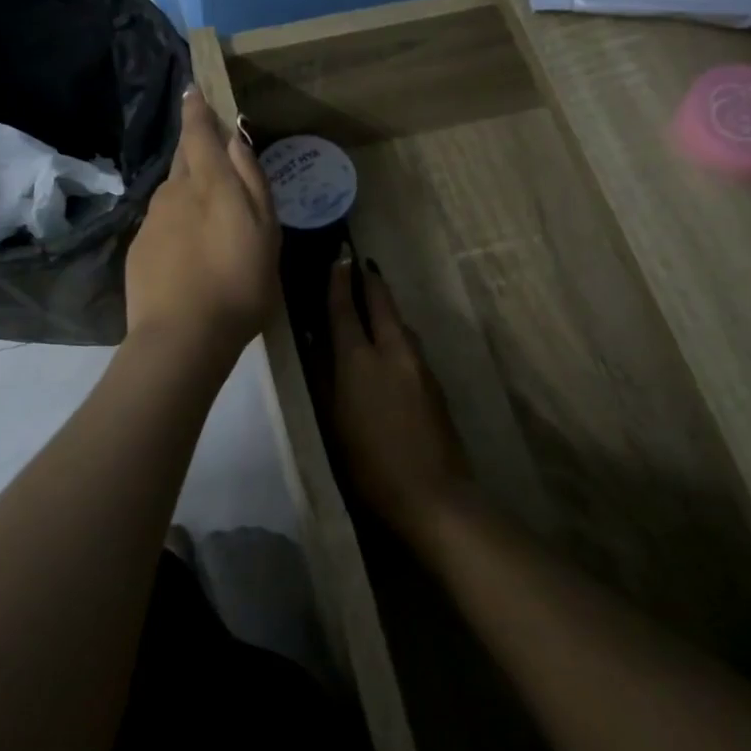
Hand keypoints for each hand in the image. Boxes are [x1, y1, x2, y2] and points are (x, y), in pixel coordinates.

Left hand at [126, 88, 279, 355]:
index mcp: (209, 183)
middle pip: (183, 159)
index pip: (198, 132)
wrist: (181, 337)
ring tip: (208, 214)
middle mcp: (174, 192)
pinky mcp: (138, 248)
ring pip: (172, 191)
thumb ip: (252, 181)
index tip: (193, 89)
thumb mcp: (265, 233)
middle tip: (213, 153)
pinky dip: (176, 222)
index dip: (197, 109)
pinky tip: (189, 249)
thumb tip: (236, 138)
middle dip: (195, 148)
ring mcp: (151, 220)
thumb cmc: (238, 284)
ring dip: (188, 189)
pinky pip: (161, 221)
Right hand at [326, 255, 470, 538]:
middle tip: (360, 263)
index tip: (339, 256)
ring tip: (374, 300)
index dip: (339, 281)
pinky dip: (397, 333)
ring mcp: (419, 364)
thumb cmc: (367, 463)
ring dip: (387, 307)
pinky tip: (391, 343)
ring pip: (400, 323)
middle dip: (371, 281)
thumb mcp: (333, 420)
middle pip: (382, 304)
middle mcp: (392, 351)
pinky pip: (411, 344)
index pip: (345, 309)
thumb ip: (323, 376)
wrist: (431, 493)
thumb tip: (316, 341)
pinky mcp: (435, 381)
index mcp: (359, 360)